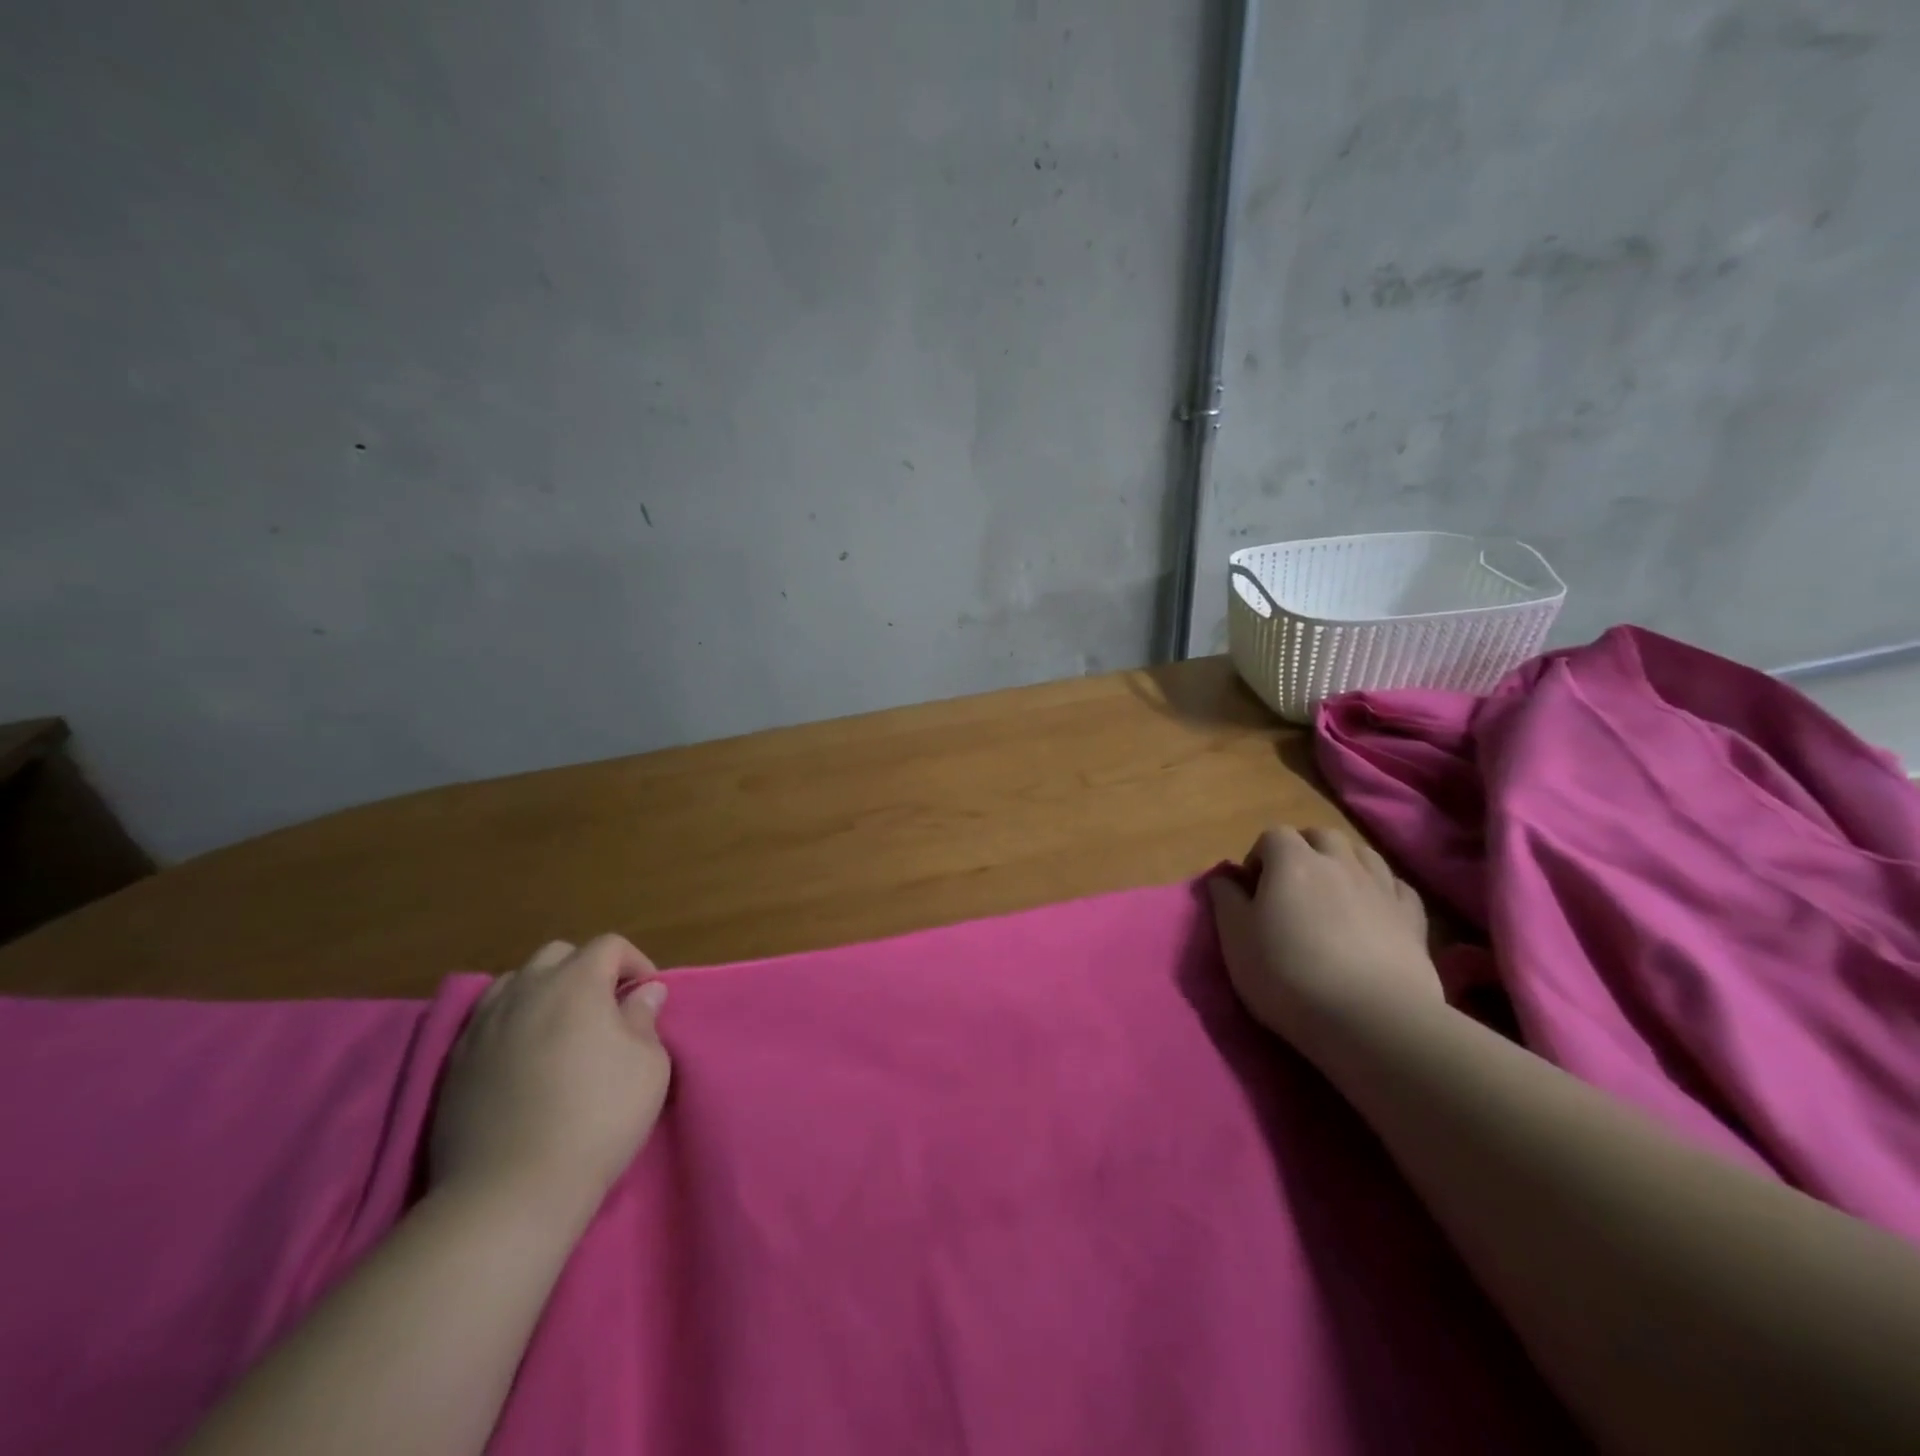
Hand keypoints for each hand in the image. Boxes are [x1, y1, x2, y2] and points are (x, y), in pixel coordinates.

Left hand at [430, 935, 671, 1224]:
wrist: (511, 1191)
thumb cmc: (597, 1117)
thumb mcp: (648, 1066)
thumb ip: (645, 1019)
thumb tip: (644, 992)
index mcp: (576, 983)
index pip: (608, 945)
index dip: (635, 962)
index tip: (647, 995)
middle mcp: (526, 991)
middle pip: (558, 954)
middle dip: (587, 969)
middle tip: (606, 1007)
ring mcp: (483, 1025)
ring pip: (517, 982)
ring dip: (545, 991)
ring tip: (561, 1028)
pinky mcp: (455, 1063)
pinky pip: (488, 1019)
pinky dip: (512, 1022)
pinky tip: (524, 1057)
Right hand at [1207, 826, 1440, 1051]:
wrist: (1371, 1020)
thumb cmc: (1288, 975)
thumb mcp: (1236, 940)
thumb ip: (1226, 901)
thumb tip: (1223, 878)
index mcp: (1292, 862)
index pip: (1273, 835)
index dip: (1260, 855)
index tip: (1252, 888)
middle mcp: (1338, 863)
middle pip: (1321, 836)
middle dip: (1304, 849)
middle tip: (1291, 884)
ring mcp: (1381, 888)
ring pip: (1363, 854)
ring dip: (1344, 862)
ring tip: (1332, 893)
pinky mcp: (1413, 920)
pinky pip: (1398, 886)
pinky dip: (1383, 888)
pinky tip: (1374, 908)